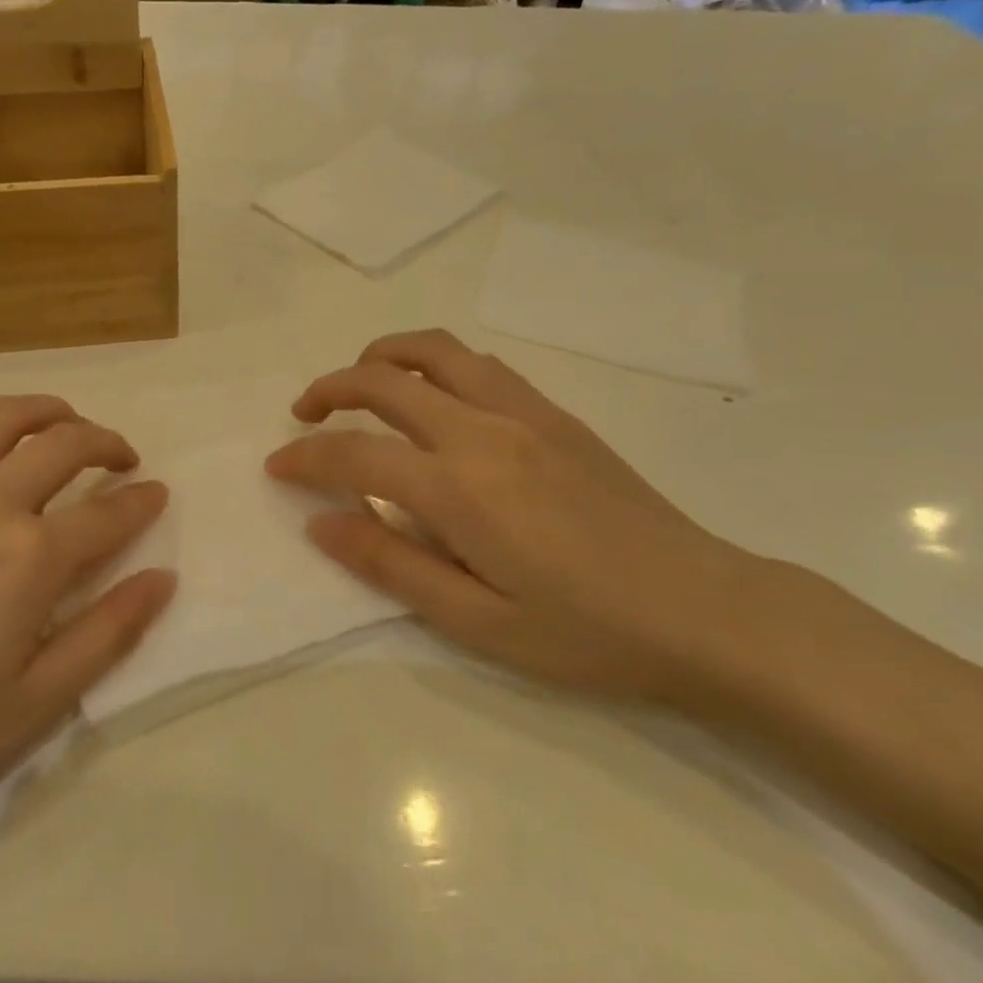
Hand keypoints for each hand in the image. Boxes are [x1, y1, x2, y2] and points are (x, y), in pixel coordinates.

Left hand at [0, 396, 175, 892]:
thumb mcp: (36, 707)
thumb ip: (107, 632)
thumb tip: (162, 578)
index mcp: (30, 558)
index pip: (108, 513)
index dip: (141, 501)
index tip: (157, 495)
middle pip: (63, 443)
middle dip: (106, 442)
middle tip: (122, 460)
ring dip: (46, 412)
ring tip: (64, 426)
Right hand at [265, 329, 772, 705]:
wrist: (704, 610)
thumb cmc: (586, 631)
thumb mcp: (477, 622)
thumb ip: (390, 563)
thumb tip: (320, 521)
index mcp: (458, 488)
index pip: (354, 453)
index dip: (305, 457)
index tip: (278, 467)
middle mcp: (482, 431)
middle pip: (383, 381)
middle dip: (330, 389)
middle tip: (304, 413)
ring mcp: (522, 413)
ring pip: (434, 351)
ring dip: (382, 356)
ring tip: (359, 380)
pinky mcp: (554, 413)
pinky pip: (480, 364)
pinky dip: (435, 363)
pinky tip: (432, 395)